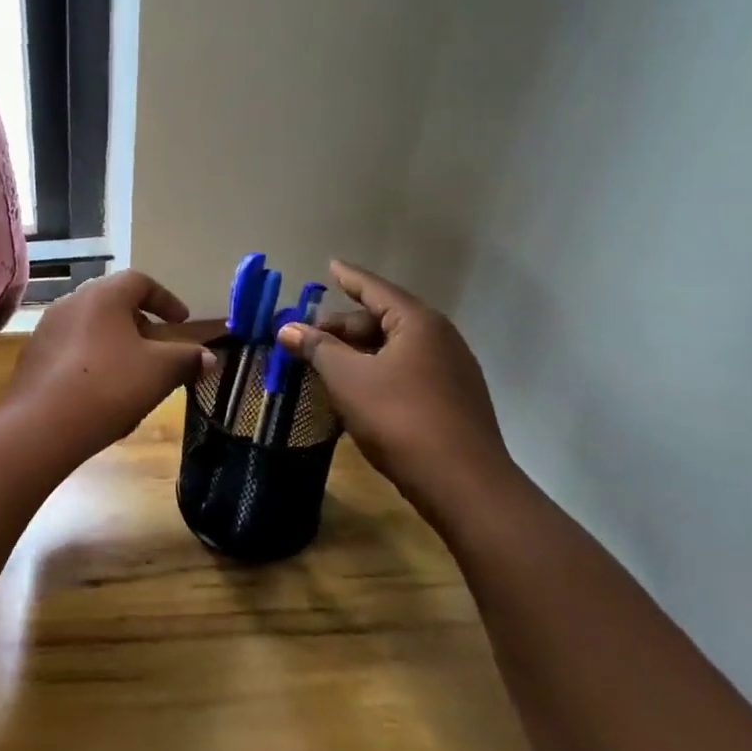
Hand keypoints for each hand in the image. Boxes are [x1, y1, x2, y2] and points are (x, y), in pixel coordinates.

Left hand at [6, 270, 215, 454]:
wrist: (41, 425)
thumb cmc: (109, 386)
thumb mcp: (160, 372)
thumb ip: (187, 359)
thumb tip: (208, 357)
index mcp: (103, 295)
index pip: (140, 281)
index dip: (166, 299)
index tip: (182, 322)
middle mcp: (71, 302)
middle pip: (113, 303)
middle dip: (140, 323)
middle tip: (158, 347)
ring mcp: (47, 329)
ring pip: (90, 327)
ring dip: (115, 343)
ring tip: (132, 372)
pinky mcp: (33, 357)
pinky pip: (71, 349)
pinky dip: (92, 360)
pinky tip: (100, 390)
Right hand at [277, 260, 515, 517]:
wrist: (464, 485)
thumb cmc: (400, 418)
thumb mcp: (348, 379)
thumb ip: (317, 348)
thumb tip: (287, 328)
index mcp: (418, 323)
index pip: (374, 289)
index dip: (349, 277)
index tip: (330, 264)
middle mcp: (440, 339)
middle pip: (382, 320)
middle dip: (343, 327)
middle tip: (306, 338)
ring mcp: (451, 371)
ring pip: (393, 349)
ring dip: (357, 353)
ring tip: (324, 363)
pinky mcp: (453, 401)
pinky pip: (406, 372)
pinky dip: (376, 372)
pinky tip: (355, 390)